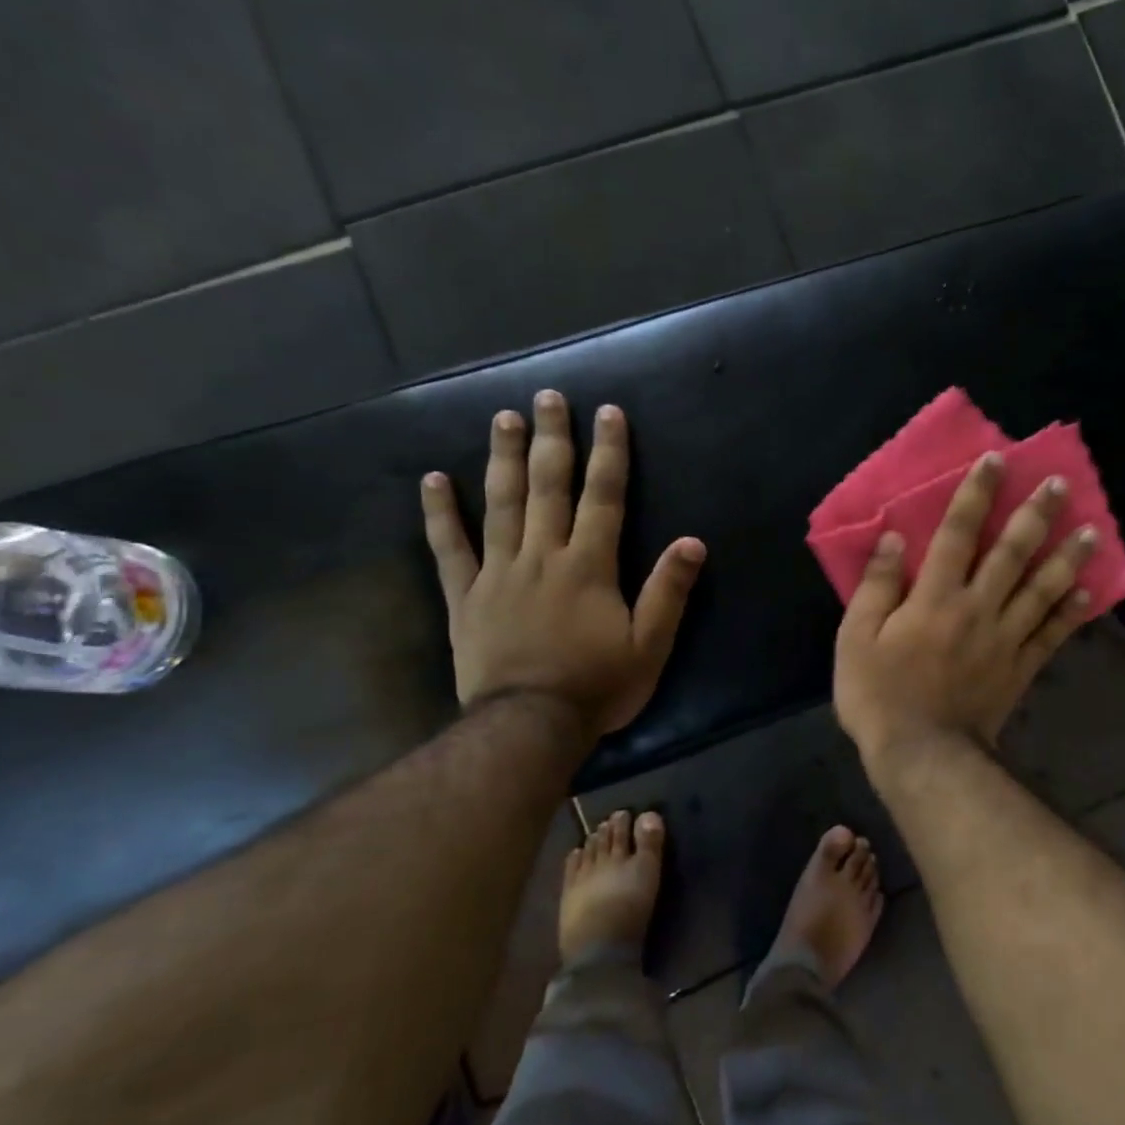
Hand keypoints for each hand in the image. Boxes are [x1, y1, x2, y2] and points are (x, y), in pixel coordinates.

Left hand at [421, 390, 705, 739]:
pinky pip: (449, 549)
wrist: (529, 726)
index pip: (603, 497)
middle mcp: (543, 556)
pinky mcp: (466, 597)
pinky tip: (433, 481)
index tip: (608, 413)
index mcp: (589, 566)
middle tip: (548, 398)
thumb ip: (668, 592)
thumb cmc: (597, 686)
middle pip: (548, 487)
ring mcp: (499, 573)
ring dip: (503, 459)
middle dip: (552, 440)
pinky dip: (440, 514)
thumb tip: (692, 542)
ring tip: (503, 419)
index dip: (609, 453)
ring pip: (501, 505)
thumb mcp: (649, 646)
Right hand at [834, 452, 1094, 765]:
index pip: (957, 533)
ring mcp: (1004, 639)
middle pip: (1011, 553)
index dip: (976, 495)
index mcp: (935, 597)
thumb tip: (894, 539)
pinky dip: (1070, 614)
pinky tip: (1088, 592)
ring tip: (1092, 530)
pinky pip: (1050, 636)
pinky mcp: (1019, 668)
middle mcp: (977, 608)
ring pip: (1041, 589)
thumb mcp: (856, 638)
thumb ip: (876, 586)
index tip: (996, 461)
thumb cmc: (879, 695)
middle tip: (1061, 484)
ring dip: (1066, 557)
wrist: (921, 755)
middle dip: (1036, 515)